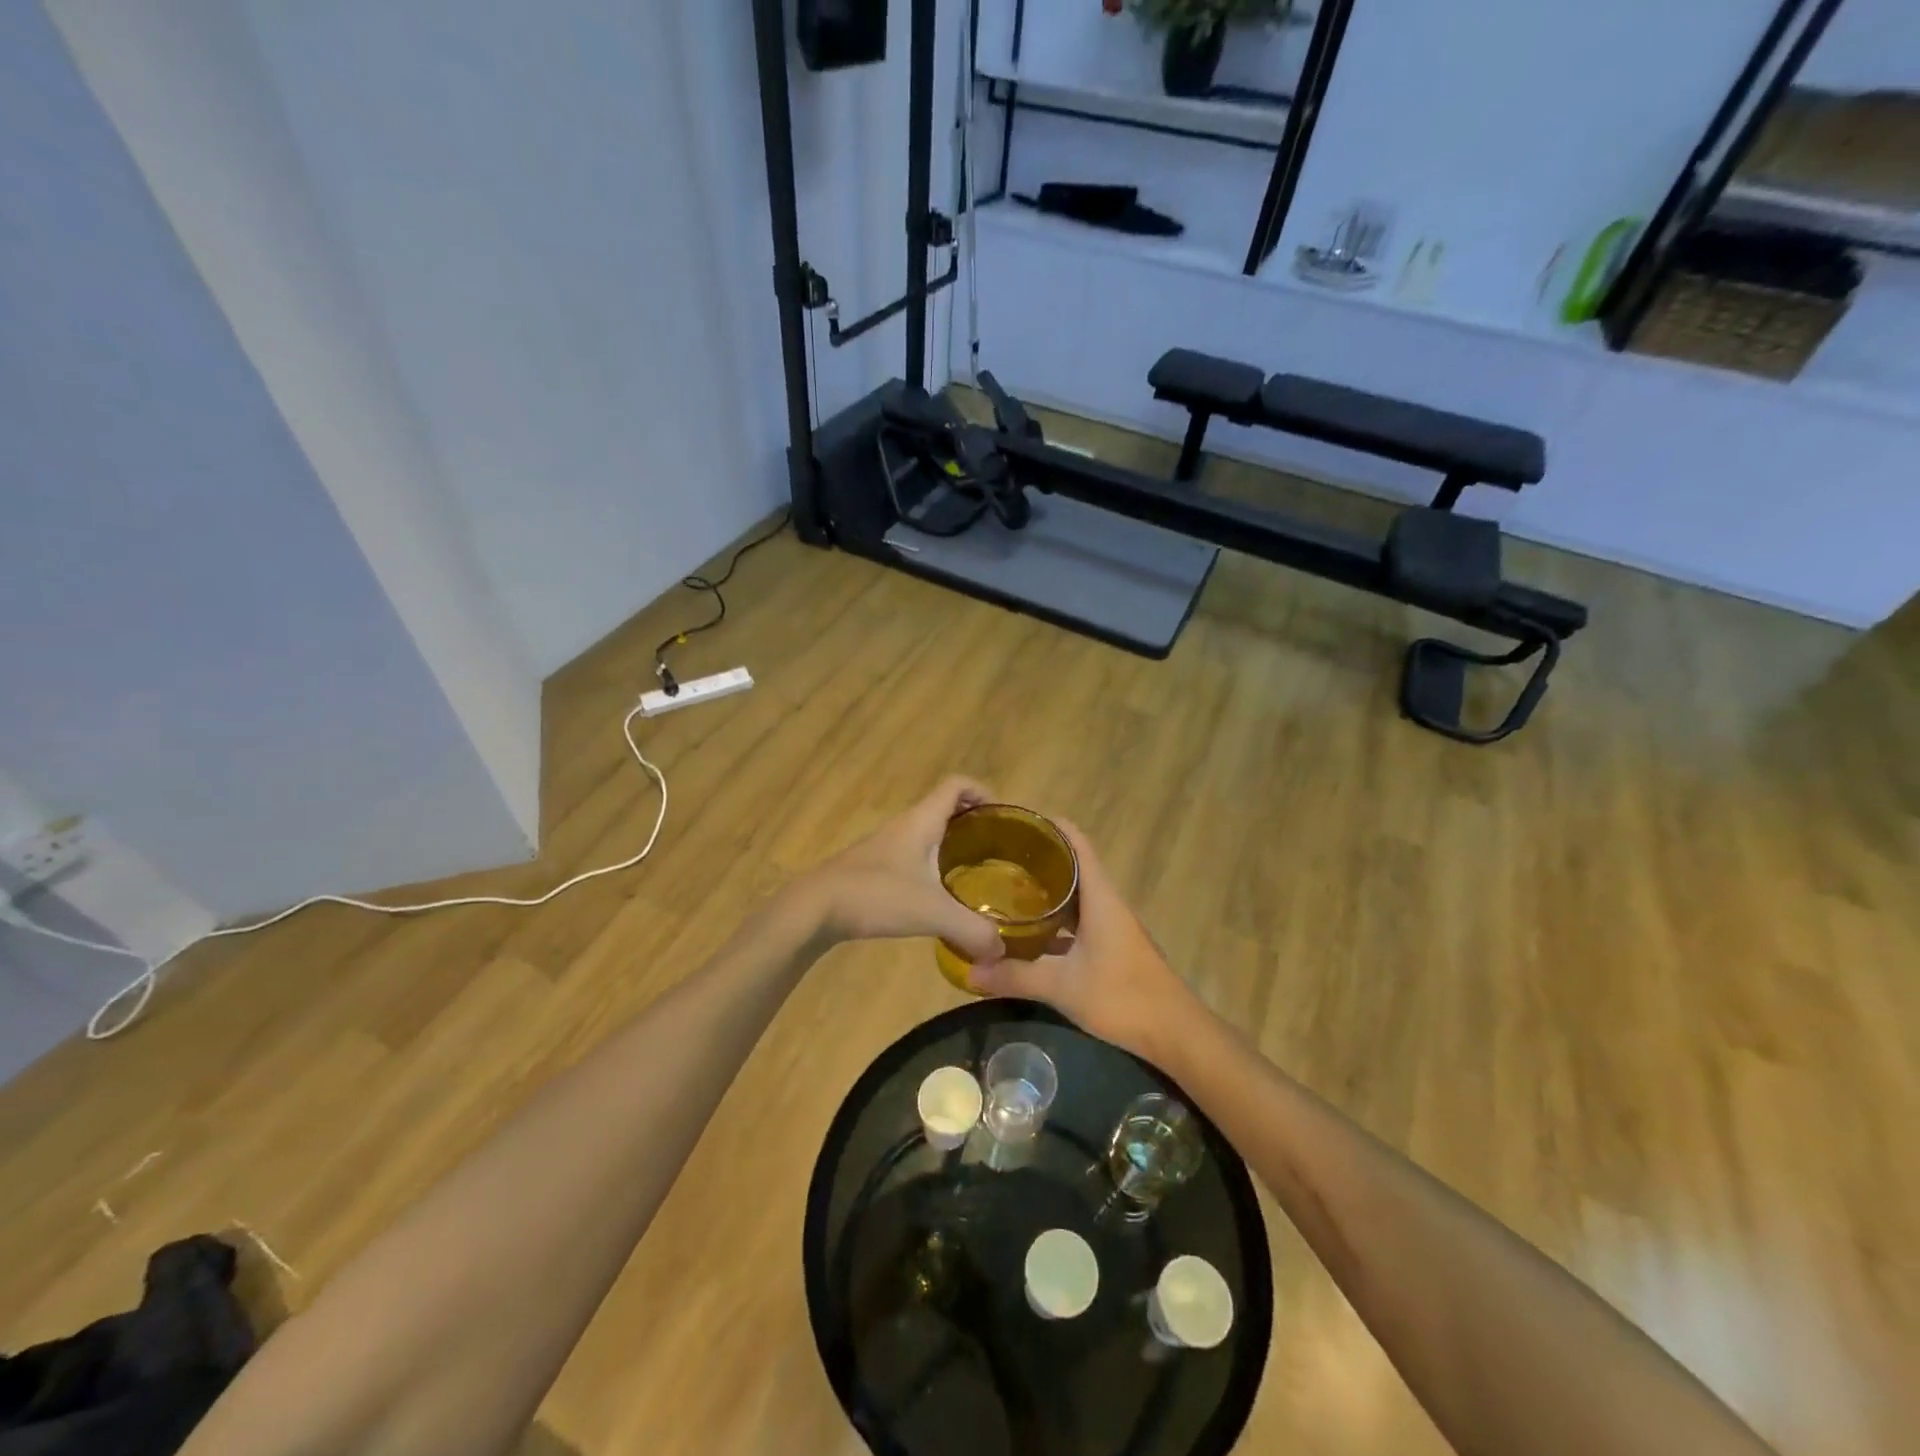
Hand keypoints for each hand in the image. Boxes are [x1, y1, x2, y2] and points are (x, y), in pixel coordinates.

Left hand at [796, 776, 1005, 965]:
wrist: (814, 908)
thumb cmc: (875, 895)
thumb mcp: (931, 913)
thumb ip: (972, 929)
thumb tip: (1002, 949)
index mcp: (922, 821)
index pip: (957, 785)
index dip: (983, 791)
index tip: (1004, 816)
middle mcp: (905, 825)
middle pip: (946, 807)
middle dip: (974, 821)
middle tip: (999, 849)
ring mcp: (887, 846)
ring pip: (929, 832)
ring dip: (953, 844)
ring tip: (976, 872)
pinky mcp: (875, 867)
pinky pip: (914, 854)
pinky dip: (933, 864)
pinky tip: (940, 894)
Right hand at [967, 821, 1200, 1062]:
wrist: (1174, 1033)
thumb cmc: (1122, 996)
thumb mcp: (1061, 987)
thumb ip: (1015, 977)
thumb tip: (970, 971)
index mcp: (1100, 896)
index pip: (1076, 842)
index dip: (1049, 826)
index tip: (1015, 822)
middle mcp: (1106, 903)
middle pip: (1072, 866)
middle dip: (1038, 859)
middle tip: (997, 858)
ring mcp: (1111, 926)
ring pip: (1075, 896)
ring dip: (1046, 891)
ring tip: (1006, 890)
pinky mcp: (1112, 947)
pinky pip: (1078, 921)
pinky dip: (1055, 921)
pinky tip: (1030, 935)